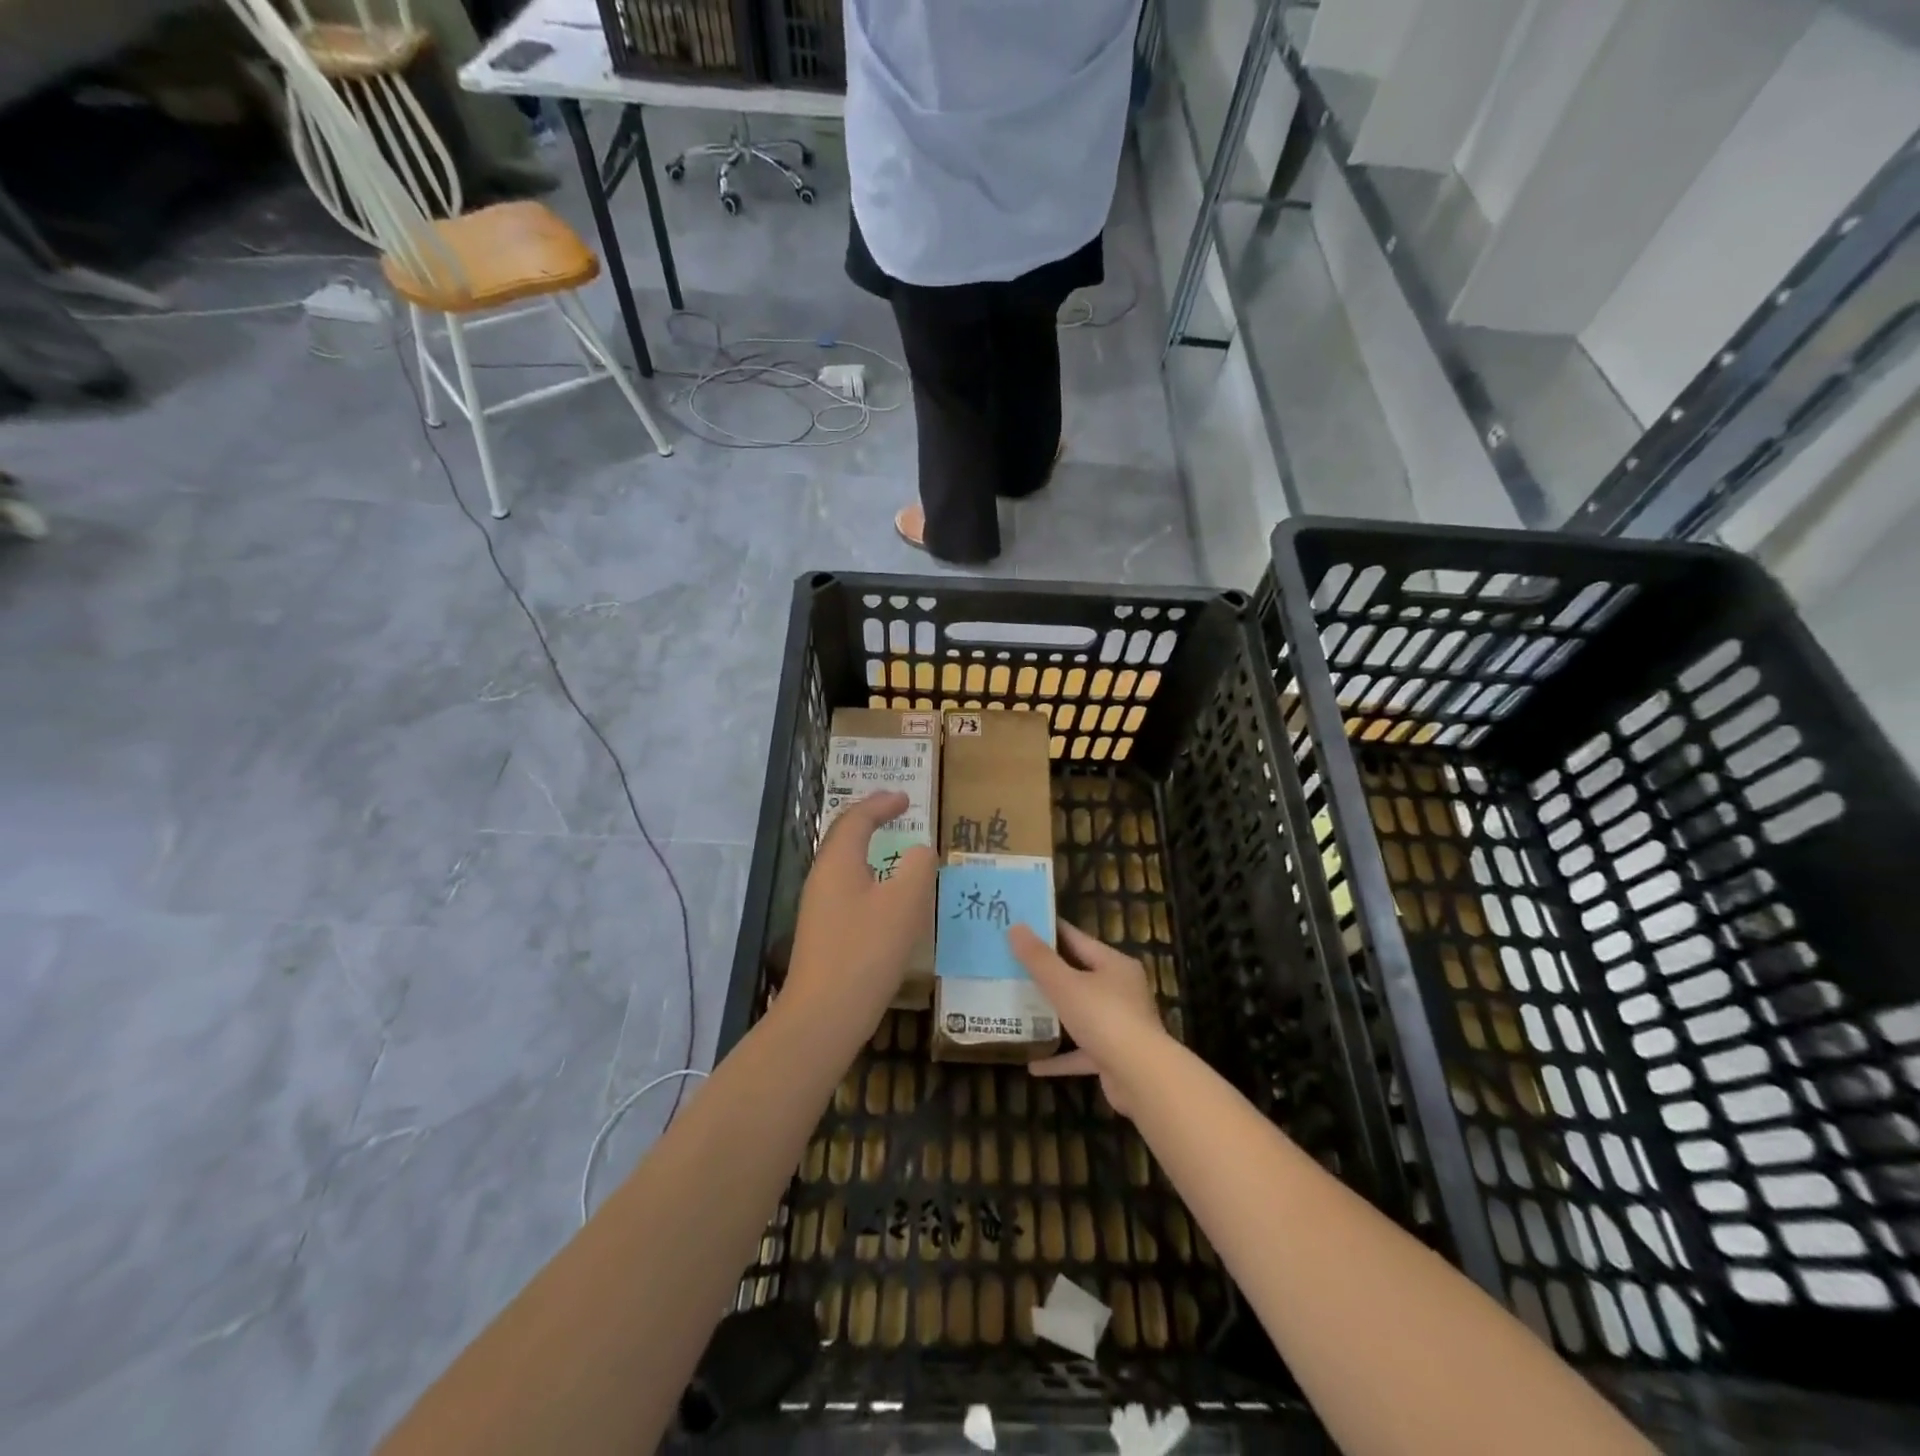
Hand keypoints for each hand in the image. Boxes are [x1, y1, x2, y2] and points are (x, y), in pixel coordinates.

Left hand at [786, 791, 935, 1023]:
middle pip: (844, 837)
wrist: (824, 1015)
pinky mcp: (823, 933)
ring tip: (895, 848)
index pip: (857, 818)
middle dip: (870, 820)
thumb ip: (918, 867)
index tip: (906, 797)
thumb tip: (920, 851)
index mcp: (838, 862)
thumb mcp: (905, 903)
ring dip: (869, 849)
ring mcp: (818, 908)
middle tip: (897, 813)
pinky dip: (869, 877)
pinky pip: (847, 889)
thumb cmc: (866, 950)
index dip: (881, 803)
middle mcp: (822, 878)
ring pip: (845, 865)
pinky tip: (886, 897)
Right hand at [1009, 920, 1169, 1116]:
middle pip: (1079, 975)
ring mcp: (1119, 1024)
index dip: (1049, 931)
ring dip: (1054, 1015)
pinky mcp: (1114, 1056)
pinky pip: (1081, 1052)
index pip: (1077, 939)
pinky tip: (1033, 1064)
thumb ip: (1038, 958)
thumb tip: (1015, 927)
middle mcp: (1121, 990)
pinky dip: (1060, 1057)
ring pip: (1080, 1013)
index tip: (1023, 926)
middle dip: (1047, 974)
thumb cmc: (1104, 1018)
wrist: (1142, 1078)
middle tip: (1012, 966)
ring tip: (1020, 1010)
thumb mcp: (1065, 984)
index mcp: (1114, 965)